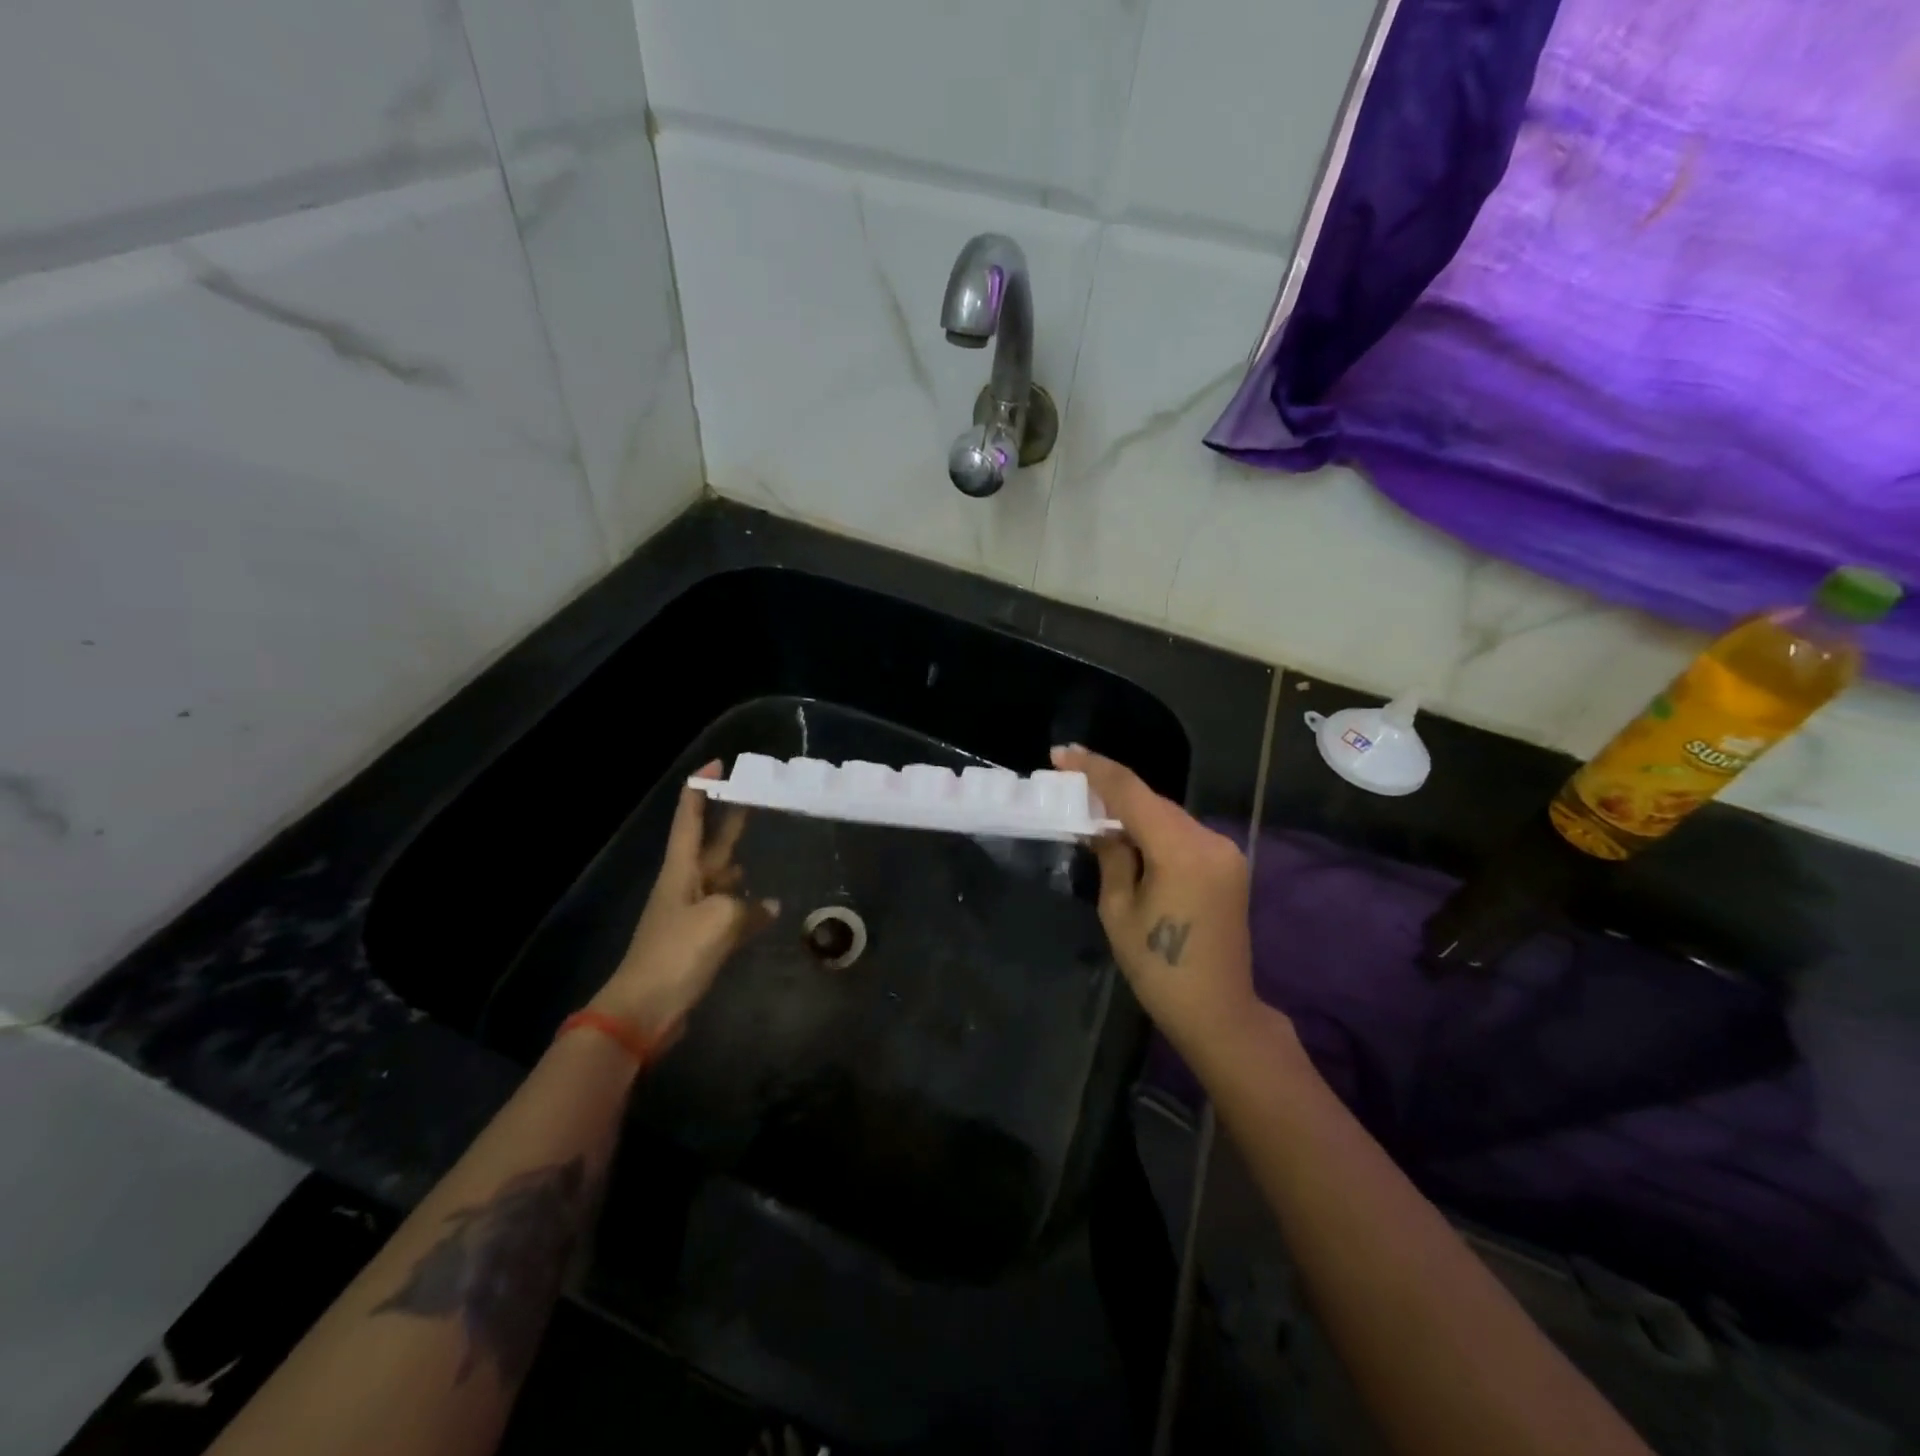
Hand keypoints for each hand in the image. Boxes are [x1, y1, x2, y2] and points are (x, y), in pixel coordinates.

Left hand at [590, 762, 777, 1045]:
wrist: (645, 1008)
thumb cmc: (677, 952)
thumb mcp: (720, 919)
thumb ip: (748, 907)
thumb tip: (768, 907)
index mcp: (680, 871)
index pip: (689, 819)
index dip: (700, 789)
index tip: (716, 764)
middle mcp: (685, 886)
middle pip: (709, 845)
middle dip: (728, 821)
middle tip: (752, 797)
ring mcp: (692, 914)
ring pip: (720, 880)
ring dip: (739, 865)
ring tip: (767, 853)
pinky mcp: (699, 942)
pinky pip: (728, 914)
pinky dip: (747, 908)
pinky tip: (769, 909)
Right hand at [1053, 745, 1260, 1056]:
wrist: (1219, 1012)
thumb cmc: (1159, 969)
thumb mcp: (1119, 910)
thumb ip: (1111, 856)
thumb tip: (1102, 825)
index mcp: (1181, 850)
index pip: (1132, 792)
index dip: (1094, 768)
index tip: (1061, 754)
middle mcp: (1209, 839)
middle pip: (1153, 801)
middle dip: (1112, 790)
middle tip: (1071, 784)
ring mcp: (1225, 851)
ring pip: (1168, 816)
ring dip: (1134, 811)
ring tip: (1094, 810)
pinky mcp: (1229, 865)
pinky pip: (1183, 834)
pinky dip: (1154, 830)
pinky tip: (1129, 836)